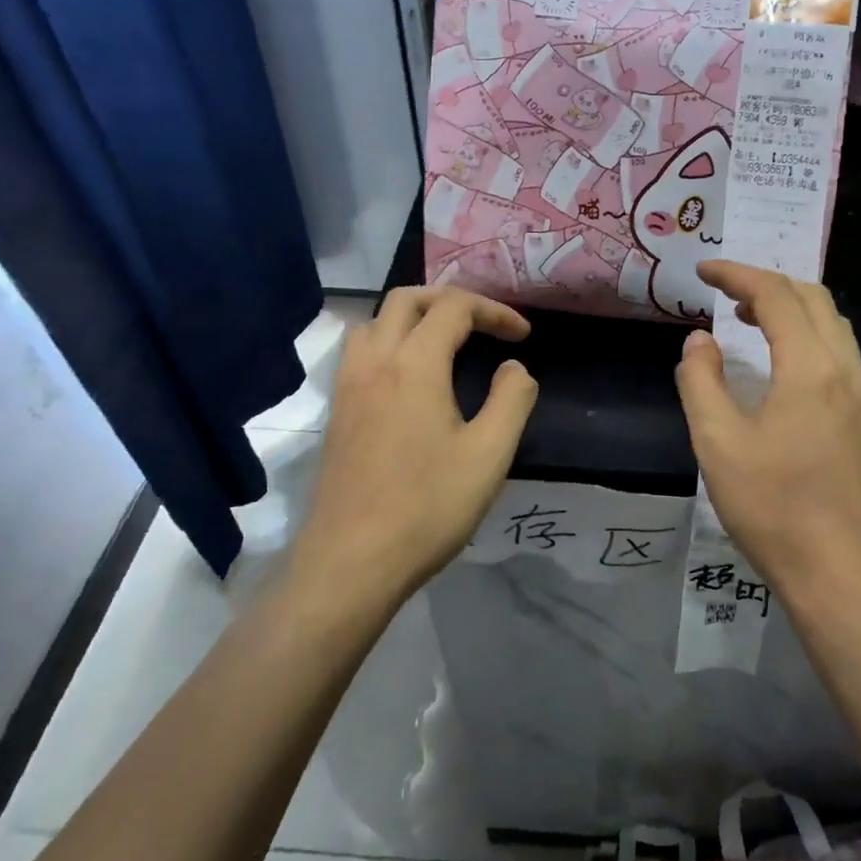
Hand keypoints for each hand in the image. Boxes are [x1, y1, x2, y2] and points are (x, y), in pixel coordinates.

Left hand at [296, 287, 538, 600]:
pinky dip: (390, 340)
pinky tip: (409, 376)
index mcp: (414, 363)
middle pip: (407, 299)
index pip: (455, 308)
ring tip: (445, 341)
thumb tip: (514, 367)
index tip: (523, 337)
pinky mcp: (337, 411)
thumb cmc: (427, 507)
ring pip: (376, 321)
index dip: (495, 311)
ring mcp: (348, 385)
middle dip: (451, 300)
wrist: (352, 561)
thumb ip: (512, 399)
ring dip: (414, 316)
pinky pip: (360, 350)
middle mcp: (374, 361)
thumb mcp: (490, 454)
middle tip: (484, 324)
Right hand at [674, 260, 860, 603]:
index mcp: (810, 368)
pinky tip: (780, 362)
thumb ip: (701, 382)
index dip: (737, 275)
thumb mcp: (717, 442)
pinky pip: (838, 351)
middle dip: (767, 284)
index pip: (775, 296)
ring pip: (831, 324)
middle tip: (725, 293)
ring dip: (790, 308)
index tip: (703, 272)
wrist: (840, 572)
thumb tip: (700, 341)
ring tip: (748, 320)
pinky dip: (806, 335)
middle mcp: (845, 370)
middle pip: (812, 298)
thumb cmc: (773, 507)